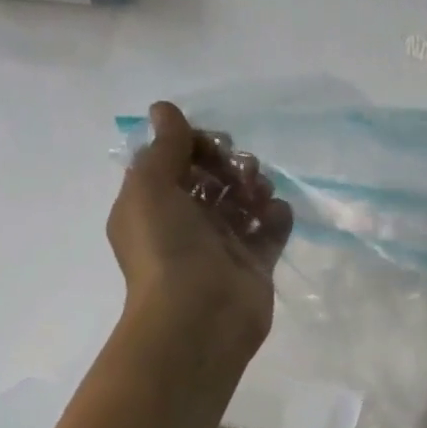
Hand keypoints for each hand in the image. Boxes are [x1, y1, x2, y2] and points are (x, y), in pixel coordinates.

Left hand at [106, 101, 292, 356]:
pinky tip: (275, 215)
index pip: (176, 160)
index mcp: (154, 204)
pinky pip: (270, 229)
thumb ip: (163, 147)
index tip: (212, 145)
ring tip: (258, 195)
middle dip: (230, 164)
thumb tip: (165, 109)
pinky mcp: (255, 264)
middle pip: (213, 177)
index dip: (195, 145)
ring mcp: (223, 245)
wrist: (199, 317)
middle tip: (241, 172)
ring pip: (243, 200)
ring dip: (255, 186)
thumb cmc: (166, 249)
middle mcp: (186, 222)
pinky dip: (276, 216)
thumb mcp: (150, 188)